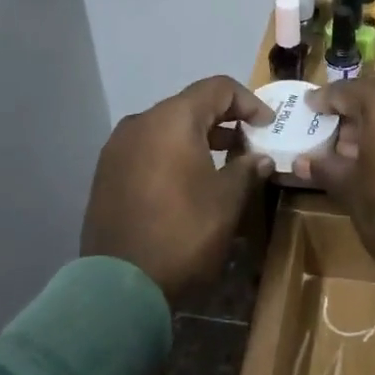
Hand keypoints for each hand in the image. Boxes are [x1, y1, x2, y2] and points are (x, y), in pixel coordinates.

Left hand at [81, 76, 274, 303]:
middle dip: (223, 119)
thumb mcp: (227, 201)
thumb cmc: (183, 233)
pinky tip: (188, 180)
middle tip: (249, 143)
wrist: (119, 286)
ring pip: (166, 127)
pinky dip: (172, 153)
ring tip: (223, 161)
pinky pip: (147, 148)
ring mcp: (117, 148)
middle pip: (189, 105)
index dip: (249, 102)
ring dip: (197, 137)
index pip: (217, 88)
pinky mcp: (106, 173)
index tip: (268, 126)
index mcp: (172, 120)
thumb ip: (246, 170)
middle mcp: (140, 123)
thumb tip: (260, 158)